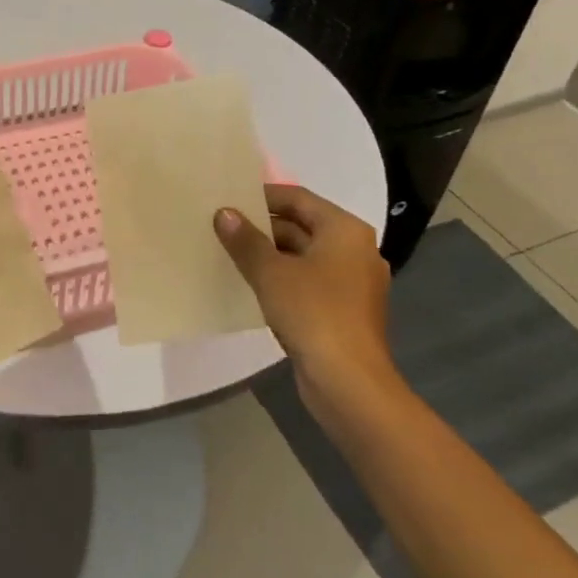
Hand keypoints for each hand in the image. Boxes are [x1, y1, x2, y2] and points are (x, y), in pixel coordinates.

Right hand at [215, 185, 400, 422]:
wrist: (349, 382)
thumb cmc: (313, 313)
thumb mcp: (271, 273)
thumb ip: (245, 240)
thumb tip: (224, 213)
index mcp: (344, 230)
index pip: (298, 198)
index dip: (263, 195)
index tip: (230, 198)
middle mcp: (354, 250)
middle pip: (303, 226)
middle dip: (263, 226)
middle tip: (223, 226)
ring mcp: (352, 282)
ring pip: (304, 256)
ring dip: (270, 254)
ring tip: (230, 253)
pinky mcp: (344, 310)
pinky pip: (309, 282)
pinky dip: (283, 279)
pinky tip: (252, 285)